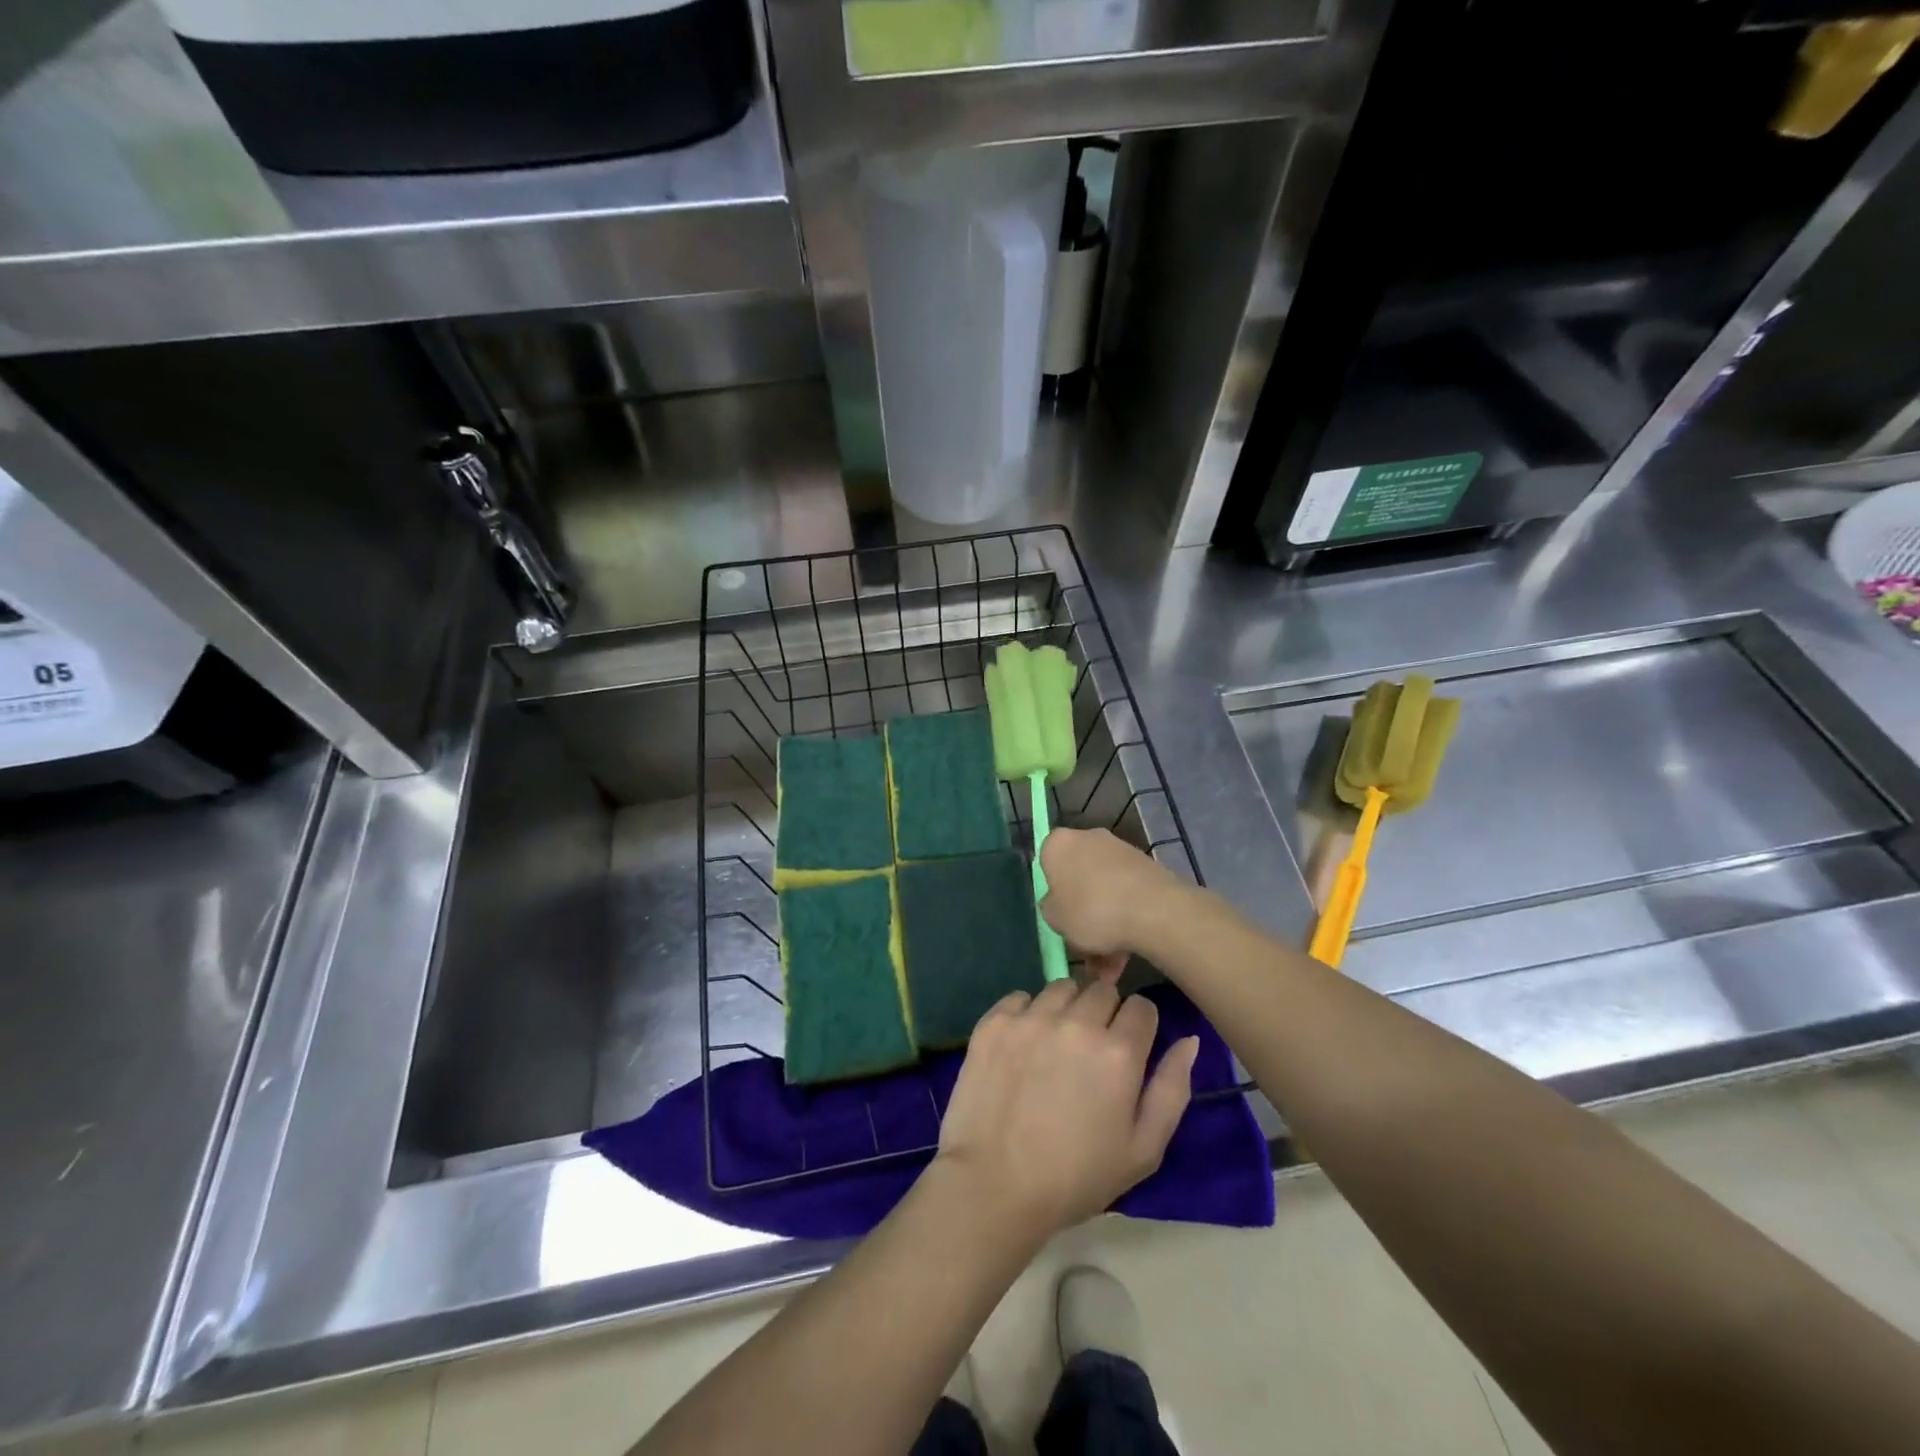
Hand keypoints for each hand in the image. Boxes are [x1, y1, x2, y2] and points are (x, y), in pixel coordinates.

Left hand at [933, 979, 1199, 1241]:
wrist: (994, 1186)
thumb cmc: (1076, 1177)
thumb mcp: (1143, 1149)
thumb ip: (1172, 1088)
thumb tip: (1189, 1039)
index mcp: (1119, 1051)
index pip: (1142, 1007)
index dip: (1138, 1027)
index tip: (1127, 1050)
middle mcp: (1077, 1022)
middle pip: (1102, 990)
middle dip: (1104, 1013)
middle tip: (1090, 1052)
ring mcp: (1032, 1017)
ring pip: (1061, 988)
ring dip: (1066, 1008)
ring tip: (1055, 1046)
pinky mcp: (995, 1021)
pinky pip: (1020, 997)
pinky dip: (1026, 1014)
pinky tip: (1023, 1047)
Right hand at [1039, 828, 1187, 959]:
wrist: (1154, 909)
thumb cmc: (1091, 910)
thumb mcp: (1053, 919)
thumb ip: (1050, 908)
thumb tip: (1057, 902)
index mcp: (1058, 844)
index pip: (1046, 862)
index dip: (1051, 891)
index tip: (1058, 915)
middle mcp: (1088, 838)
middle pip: (1078, 878)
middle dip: (1081, 913)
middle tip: (1083, 946)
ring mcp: (1120, 850)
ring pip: (1104, 892)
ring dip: (1105, 926)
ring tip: (1109, 966)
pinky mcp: (1146, 866)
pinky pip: (1126, 895)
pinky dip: (1124, 921)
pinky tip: (1126, 955)